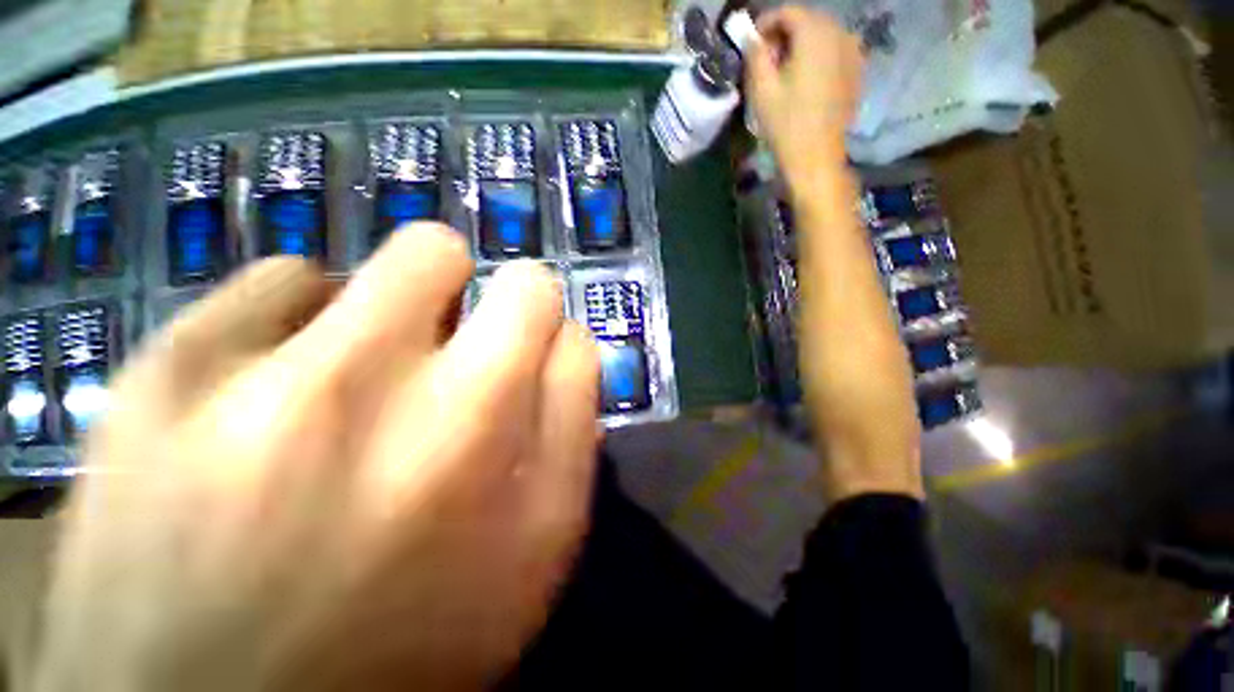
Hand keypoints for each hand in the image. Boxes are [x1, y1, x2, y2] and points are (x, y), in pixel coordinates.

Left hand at [33, 224, 600, 691]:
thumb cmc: (414, 643)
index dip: (537, 310)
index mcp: (477, 429)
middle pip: (444, 252)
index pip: (539, 300)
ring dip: (391, 307)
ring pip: (366, 261)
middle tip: (448, 342)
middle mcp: (378, 386)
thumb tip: (565, 337)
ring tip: (370, 375)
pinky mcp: (160, 373)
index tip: (522, 335)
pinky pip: (274, 283)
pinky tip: (283, 388)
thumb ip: (570, 416)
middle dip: (466, 290)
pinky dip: (299, 321)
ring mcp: (248, 373)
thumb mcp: (541, 539)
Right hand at [745, 6, 863, 186]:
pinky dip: (816, 57)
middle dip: (784, 35)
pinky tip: (804, 82)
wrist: (816, 157)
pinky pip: (833, 51)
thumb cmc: (785, 124)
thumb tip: (752, 37)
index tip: (751, 46)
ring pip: (821, 35)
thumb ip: (755, 55)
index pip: (788, 11)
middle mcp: (839, 33)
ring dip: (800, 46)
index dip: (765, 24)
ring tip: (784, 74)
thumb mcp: (761, 89)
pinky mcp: (856, 70)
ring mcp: (853, 51)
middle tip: (766, 62)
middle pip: (807, 20)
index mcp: (815, 34)